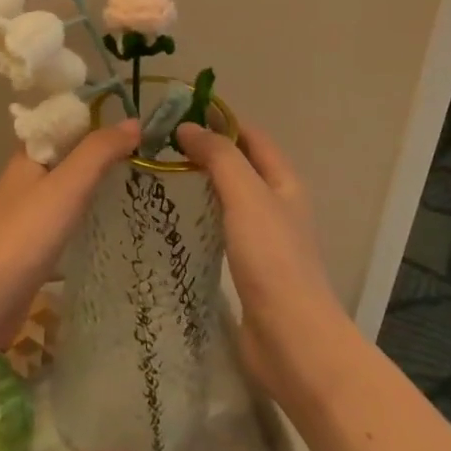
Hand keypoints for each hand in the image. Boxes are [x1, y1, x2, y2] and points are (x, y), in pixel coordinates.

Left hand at [0, 120, 140, 395]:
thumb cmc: (28, 231)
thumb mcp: (69, 183)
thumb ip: (100, 151)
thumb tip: (134, 122)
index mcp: (28, 154)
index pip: (61, 122)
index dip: (92, 118)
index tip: (129, 122)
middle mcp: (25, 177)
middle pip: (65, 153)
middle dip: (97, 150)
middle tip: (140, 152)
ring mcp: (27, 211)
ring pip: (65, 185)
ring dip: (93, 181)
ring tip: (131, 181)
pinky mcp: (33, 243)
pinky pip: (64, 215)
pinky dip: (85, 210)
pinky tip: (107, 219)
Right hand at [174, 122, 355, 403]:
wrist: (292, 339)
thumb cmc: (272, 258)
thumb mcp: (246, 196)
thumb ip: (219, 157)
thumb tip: (188, 126)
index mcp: (283, 182)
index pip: (250, 136)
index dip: (220, 118)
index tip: (178, 111)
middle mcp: (275, 204)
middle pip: (239, 164)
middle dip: (205, 149)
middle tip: (159, 143)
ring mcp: (262, 237)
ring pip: (227, 197)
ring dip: (200, 182)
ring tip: (158, 174)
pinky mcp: (247, 267)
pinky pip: (220, 228)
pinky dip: (199, 215)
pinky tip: (173, 219)